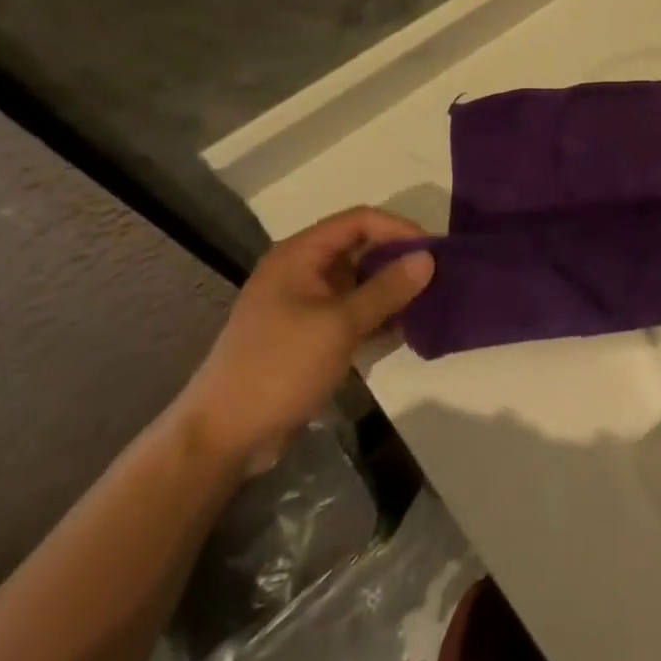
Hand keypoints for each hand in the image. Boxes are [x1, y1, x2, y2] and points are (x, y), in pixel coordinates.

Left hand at [172, 208, 433, 474]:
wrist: (222, 439)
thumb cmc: (279, 368)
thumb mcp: (339, 325)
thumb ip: (386, 289)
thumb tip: (428, 257)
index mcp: (299, 255)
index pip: (359, 221)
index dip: (398, 228)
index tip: (433, 250)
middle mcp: (301, 271)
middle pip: (360, 248)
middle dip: (398, 259)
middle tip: (438, 275)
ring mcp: (304, 305)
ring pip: (359, 282)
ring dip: (391, 290)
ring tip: (428, 302)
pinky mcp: (308, 336)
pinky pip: (351, 312)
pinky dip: (377, 316)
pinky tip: (404, 330)